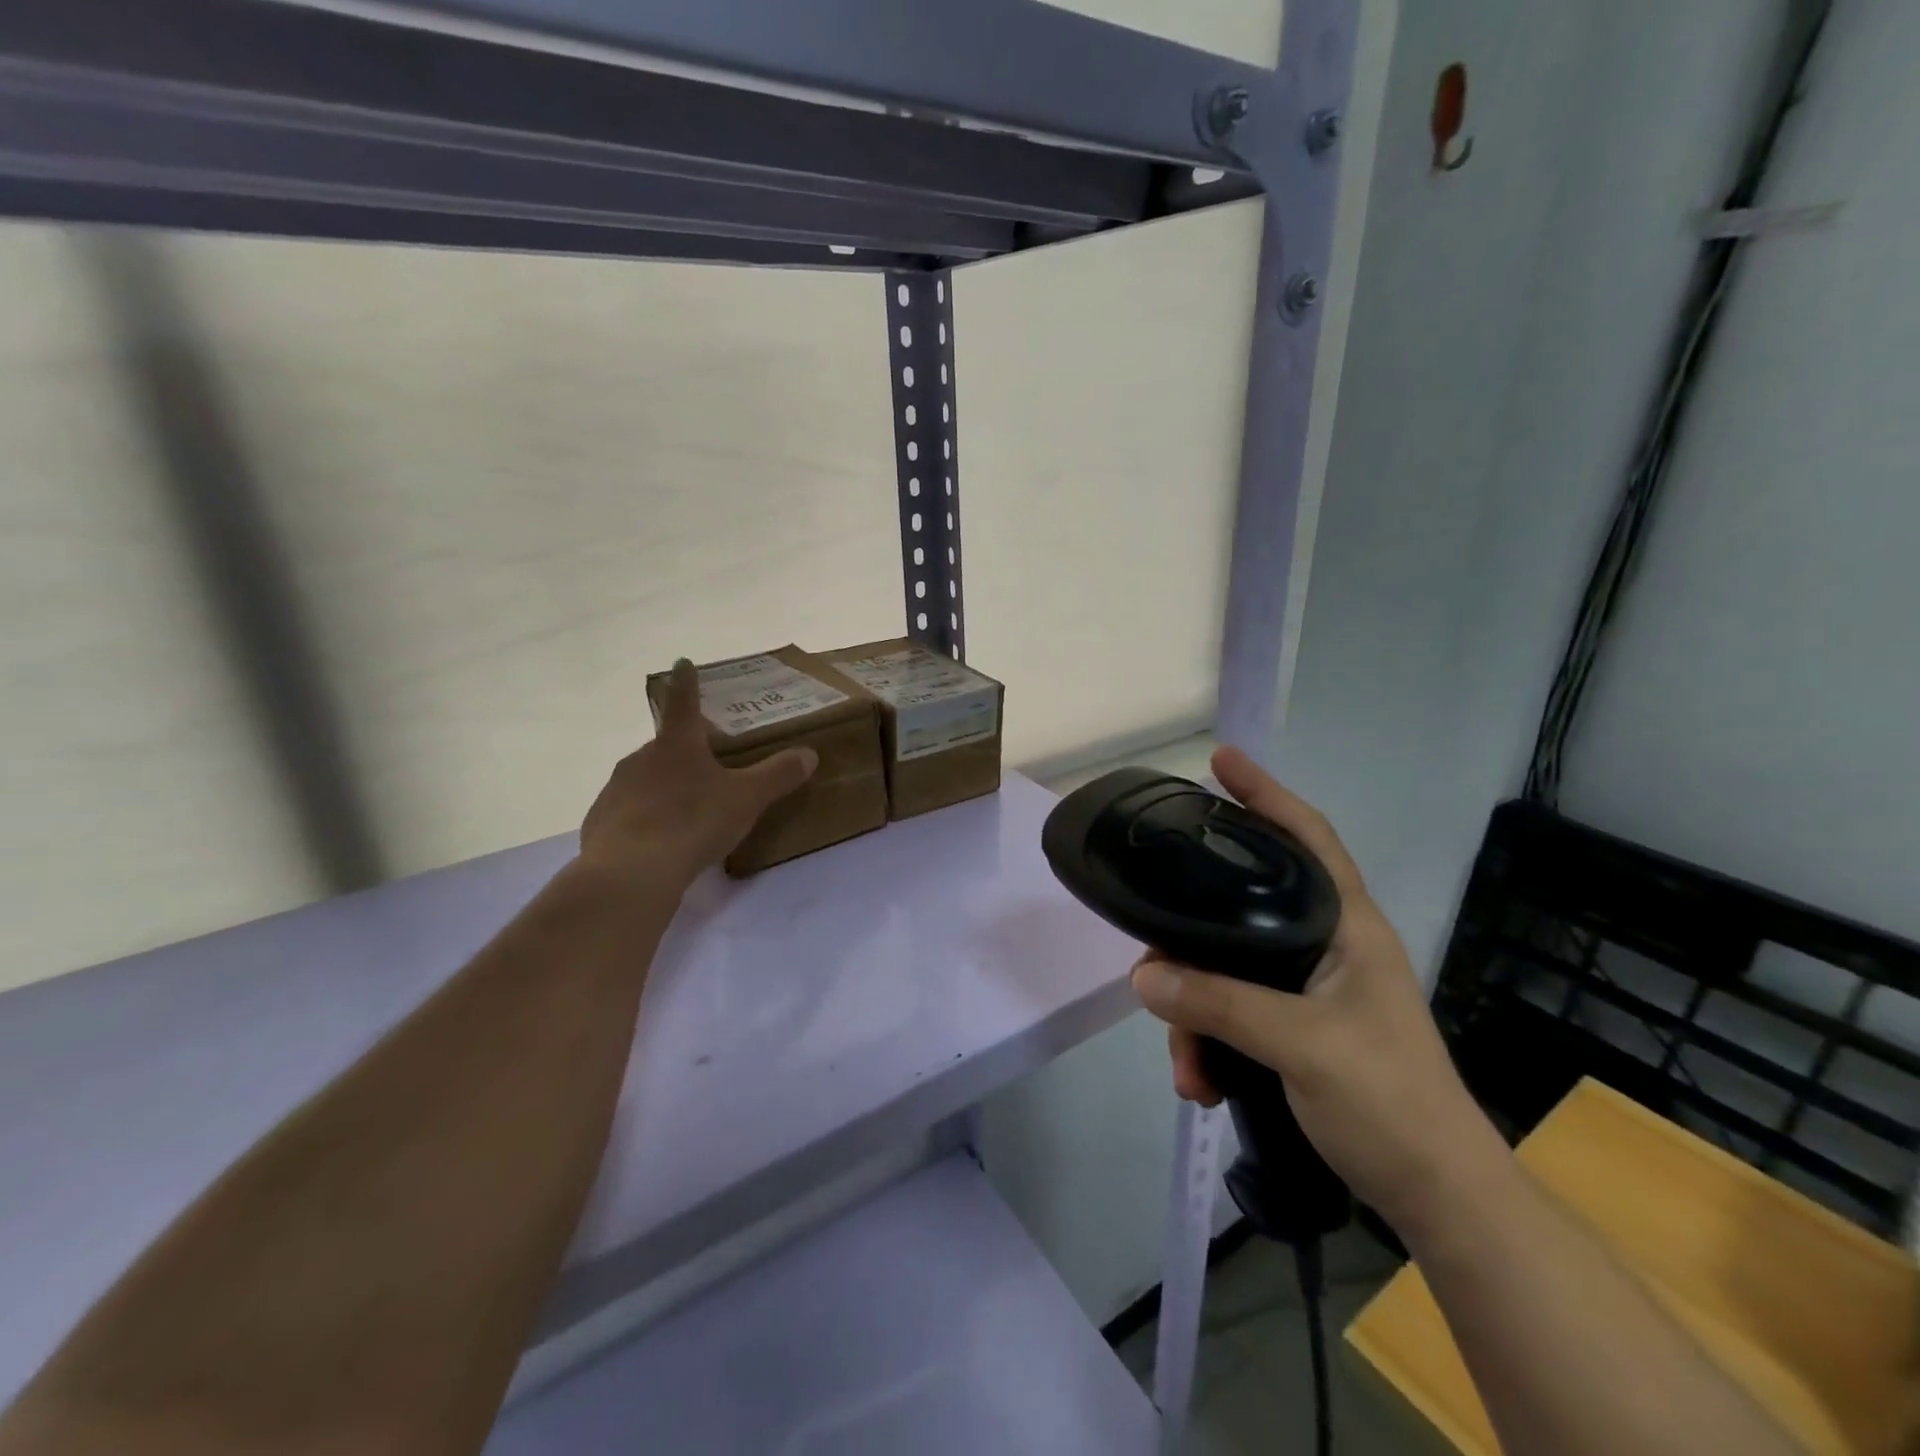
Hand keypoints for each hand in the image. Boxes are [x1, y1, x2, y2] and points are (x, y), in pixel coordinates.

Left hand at [579, 659, 817, 894]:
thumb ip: (778, 775)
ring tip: (687, 812)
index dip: (686, 681)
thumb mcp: (746, 799)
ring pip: (645, 779)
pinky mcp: (600, 822)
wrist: (630, 871)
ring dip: (664, 787)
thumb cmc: (692, 822)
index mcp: (677, 744)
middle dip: (684, 752)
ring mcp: (616, 789)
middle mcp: (641, 758)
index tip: (682, 662)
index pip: (683, 702)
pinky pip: (628, 812)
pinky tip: (660, 841)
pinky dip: (645, 819)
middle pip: (666, 746)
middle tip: (707, 768)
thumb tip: (809, 753)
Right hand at [1131, 746, 1493, 1230]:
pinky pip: (1232, 1012)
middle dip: (1192, 938)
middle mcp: (1325, 945)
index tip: (1219, 761)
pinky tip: (1199, 1080)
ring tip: (1184, 1063)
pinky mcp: (1294, 1027)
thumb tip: (1143, 975)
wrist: (1437, 1197)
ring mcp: (1309, 989)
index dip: (1265, 794)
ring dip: (1195, 1012)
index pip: (1306, 837)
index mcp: (1346, 926)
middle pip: (1242, 909)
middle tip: (1154, 954)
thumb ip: (1220, 1004)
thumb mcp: (1302, 1045)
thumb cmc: (1388, 1101)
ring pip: (1227, 969)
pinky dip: (1209, 1042)